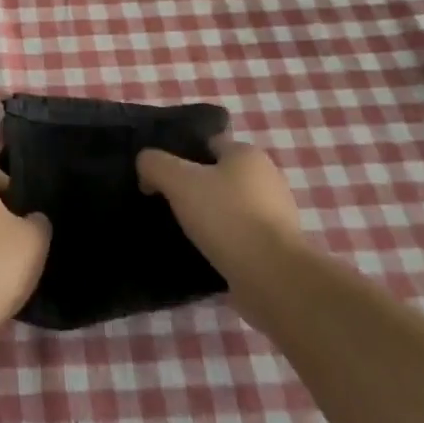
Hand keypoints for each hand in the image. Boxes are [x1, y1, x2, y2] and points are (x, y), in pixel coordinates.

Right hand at [138, 136, 302, 282]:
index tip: (160, 177)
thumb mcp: (178, 180)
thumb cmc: (226, 217)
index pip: (207, 143)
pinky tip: (204, 253)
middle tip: (167, 204)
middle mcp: (267, 178)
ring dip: (209, 217)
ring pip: (229, 207)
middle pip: (218, 175)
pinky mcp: (277, 248)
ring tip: (182, 232)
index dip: (181, 155)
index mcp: (247, 154)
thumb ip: (154, 164)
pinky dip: (223, 242)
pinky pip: (240, 236)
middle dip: (195, 188)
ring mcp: (276, 215)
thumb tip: (146, 168)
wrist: (273, 278)